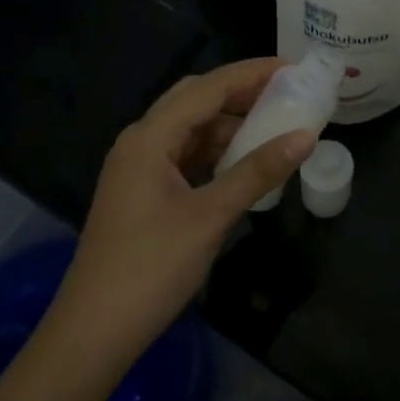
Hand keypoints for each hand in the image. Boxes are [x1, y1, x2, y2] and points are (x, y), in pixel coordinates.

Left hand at [50, 59, 314, 375]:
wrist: (94, 332)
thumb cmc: (150, 268)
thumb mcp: (210, 216)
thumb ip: (258, 172)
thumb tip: (306, 136)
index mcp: (149, 138)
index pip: (207, 88)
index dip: (251, 74)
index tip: (293, 68)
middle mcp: (140, 142)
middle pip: (196, 100)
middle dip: (241, 93)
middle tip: (287, 94)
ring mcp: (139, 168)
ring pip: (191, 129)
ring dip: (230, 124)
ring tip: (275, 126)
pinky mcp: (143, 192)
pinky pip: (185, 156)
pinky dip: (216, 151)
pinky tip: (244, 162)